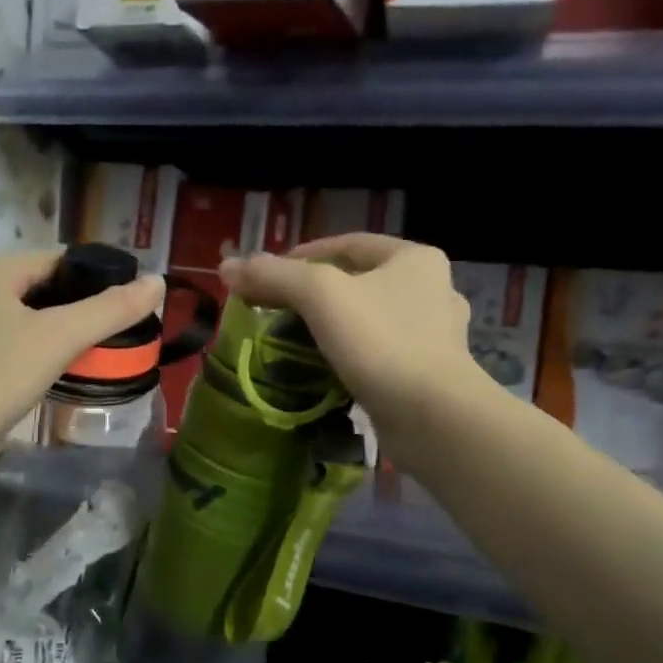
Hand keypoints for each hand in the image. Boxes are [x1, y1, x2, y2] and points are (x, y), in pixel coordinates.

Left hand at [0, 250, 163, 464]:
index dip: (95, 276)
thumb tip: (157, 282)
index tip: (125, 302)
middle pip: (36, 287)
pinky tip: (43, 374)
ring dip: (49, 331)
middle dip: (73, 307)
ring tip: (85, 354)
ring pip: (16, 317)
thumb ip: (110, 309)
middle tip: (111, 333)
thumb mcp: (61, 337)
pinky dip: (25, 351)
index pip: (57, 259)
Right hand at [219, 235, 479, 447]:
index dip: (302, 255)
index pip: (348, 244)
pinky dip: (351, 357)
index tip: (266, 277)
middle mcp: (432, 289)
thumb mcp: (320, 296)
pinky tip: (327, 370)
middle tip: (275, 311)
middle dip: (314, 295)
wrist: (433, 417)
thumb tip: (227, 267)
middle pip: (357, 282)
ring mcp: (435, 335)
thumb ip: (273, 276)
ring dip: (332, 327)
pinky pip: (379, 354)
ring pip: (369, 320)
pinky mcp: (430, 374)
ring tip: (295, 341)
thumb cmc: (380, 342)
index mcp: (414, 258)